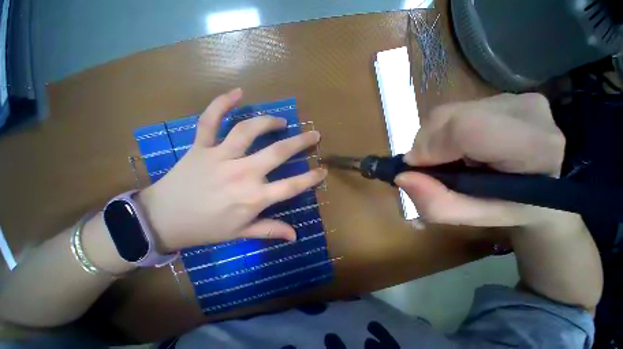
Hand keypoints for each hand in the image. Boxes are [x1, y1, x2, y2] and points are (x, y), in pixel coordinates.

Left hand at [137, 88, 326, 251]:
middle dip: (300, 142)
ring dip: (268, 122)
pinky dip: (222, 103)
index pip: (291, 186)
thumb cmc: (206, 228)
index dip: (310, 178)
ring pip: (248, 131)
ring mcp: (220, 157)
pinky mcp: (200, 147)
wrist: (162, 220)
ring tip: (281, 121)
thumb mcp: (241, 232)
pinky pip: (210, 120)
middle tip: (313, 134)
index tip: (323, 170)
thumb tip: (295, 236)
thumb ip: (270, 230)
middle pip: (277, 152)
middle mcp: (241, 174)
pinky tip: (237, 92)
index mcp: (253, 197)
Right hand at [396, 93, 566, 226]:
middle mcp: (525, 112)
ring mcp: (513, 98)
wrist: (549, 182)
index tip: (416, 167)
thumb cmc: (514, 205)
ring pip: (446, 112)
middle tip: (429, 166)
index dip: (431, 145)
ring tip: (445, 157)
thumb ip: (437, 204)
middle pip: (448, 117)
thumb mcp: (474, 216)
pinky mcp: (501, 95)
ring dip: (432, 138)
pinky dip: (441, 131)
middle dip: (425, 144)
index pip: (466, 128)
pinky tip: (455, 146)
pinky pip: (452, 110)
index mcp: (534, 147)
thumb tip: (401, 177)